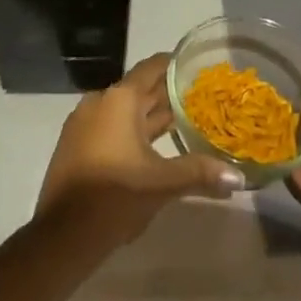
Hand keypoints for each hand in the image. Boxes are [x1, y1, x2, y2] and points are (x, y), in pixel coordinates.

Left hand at [37, 53, 246, 244]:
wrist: (62, 235)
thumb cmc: (114, 196)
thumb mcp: (161, 183)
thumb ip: (199, 173)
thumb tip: (239, 176)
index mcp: (119, 100)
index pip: (151, 69)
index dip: (173, 65)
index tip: (196, 65)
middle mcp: (100, 102)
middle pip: (139, 90)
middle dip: (166, 93)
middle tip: (199, 96)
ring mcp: (84, 123)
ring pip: (125, 111)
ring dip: (150, 115)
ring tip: (183, 120)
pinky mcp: (76, 145)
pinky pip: (111, 127)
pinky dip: (132, 131)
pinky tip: (153, 147)